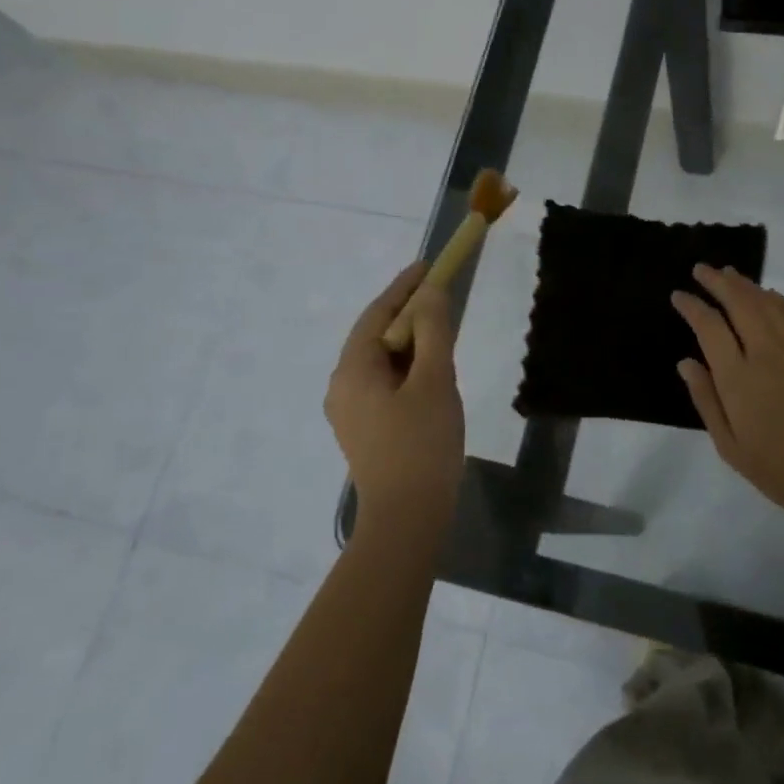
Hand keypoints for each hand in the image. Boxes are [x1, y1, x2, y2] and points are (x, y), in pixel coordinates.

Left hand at [325, 262, 465, 538]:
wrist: (407, 518)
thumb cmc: (422, 444)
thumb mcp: (434, 380)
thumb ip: (433, 330)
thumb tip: (430, 293)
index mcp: (352, 370)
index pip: (378, 313)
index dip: (404, 286)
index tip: (429, 265)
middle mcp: (342, 386)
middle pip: (375, 335)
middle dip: (408, 313)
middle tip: (442, 296)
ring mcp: (350, 411)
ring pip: (380, 361)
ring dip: (409, 341)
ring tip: (442, 330)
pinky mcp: (363, 429)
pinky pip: (383, 382)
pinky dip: (406, 366)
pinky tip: (430, 371)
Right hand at [671, 264, 783, 527]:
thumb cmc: (780, 468)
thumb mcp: (730, 446)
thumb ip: (706, 399)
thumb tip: (685, 362)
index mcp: (739, 377)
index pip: (709, 326)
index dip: (692, 306)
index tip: (679, 295)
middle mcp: (767, 352)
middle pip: (740, 302)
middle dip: (717, 281)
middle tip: (701, 269)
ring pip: (768, 301)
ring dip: (746, 283)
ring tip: (729, 273)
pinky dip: (777, 297)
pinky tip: (769, 294)